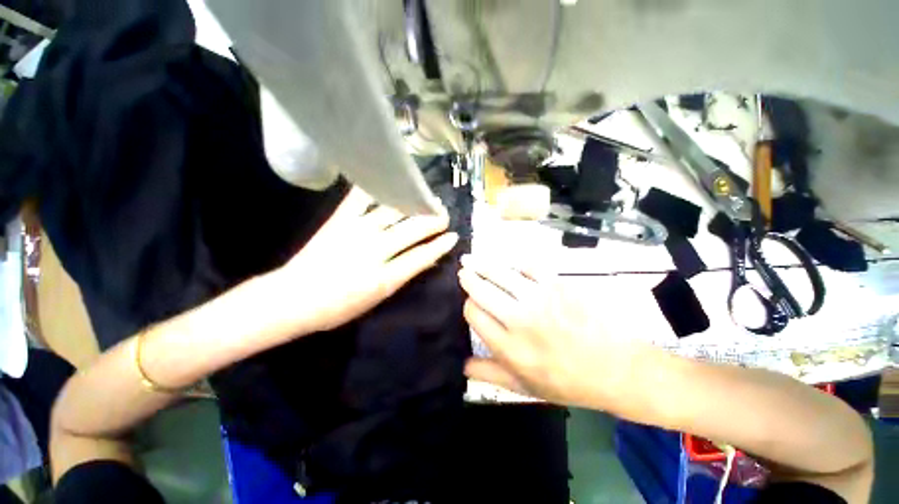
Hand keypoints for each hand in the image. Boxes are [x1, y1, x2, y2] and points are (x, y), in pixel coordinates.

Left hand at [272, 187, 457, 333]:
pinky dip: (375, 187)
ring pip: (393, 212)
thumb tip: (426, 259)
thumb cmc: (338, 306)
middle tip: (444, 214)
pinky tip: (388, 179)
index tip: (454, 236)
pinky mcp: (339, 220)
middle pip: (411, 230)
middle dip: (432, 221)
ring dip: (413, 203)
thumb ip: (403, 275)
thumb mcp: (377, 298)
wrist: (293, 299)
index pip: (421, 256)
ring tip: (427, 197)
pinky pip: (359, 198)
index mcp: (384, 277)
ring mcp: (356, 231)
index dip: (440, 245)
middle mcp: (374, 250)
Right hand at [458, 255, 646, 408]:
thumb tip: (461, 365)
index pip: (474, 314)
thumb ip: (489, 374)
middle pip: (482, 290)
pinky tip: (512, 265)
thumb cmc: (567, 381)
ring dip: (484, 265)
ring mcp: (539, 299)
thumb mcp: (524, 387)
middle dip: (469, 279)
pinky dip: (517, 264)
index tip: (470, 303)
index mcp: (508, 347)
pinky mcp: (558, 285)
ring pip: (501, 274)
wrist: (615, 369)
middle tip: (463, 271)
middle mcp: (519, 319)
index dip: (468, 305)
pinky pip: (529, 266)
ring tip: (474, 259)